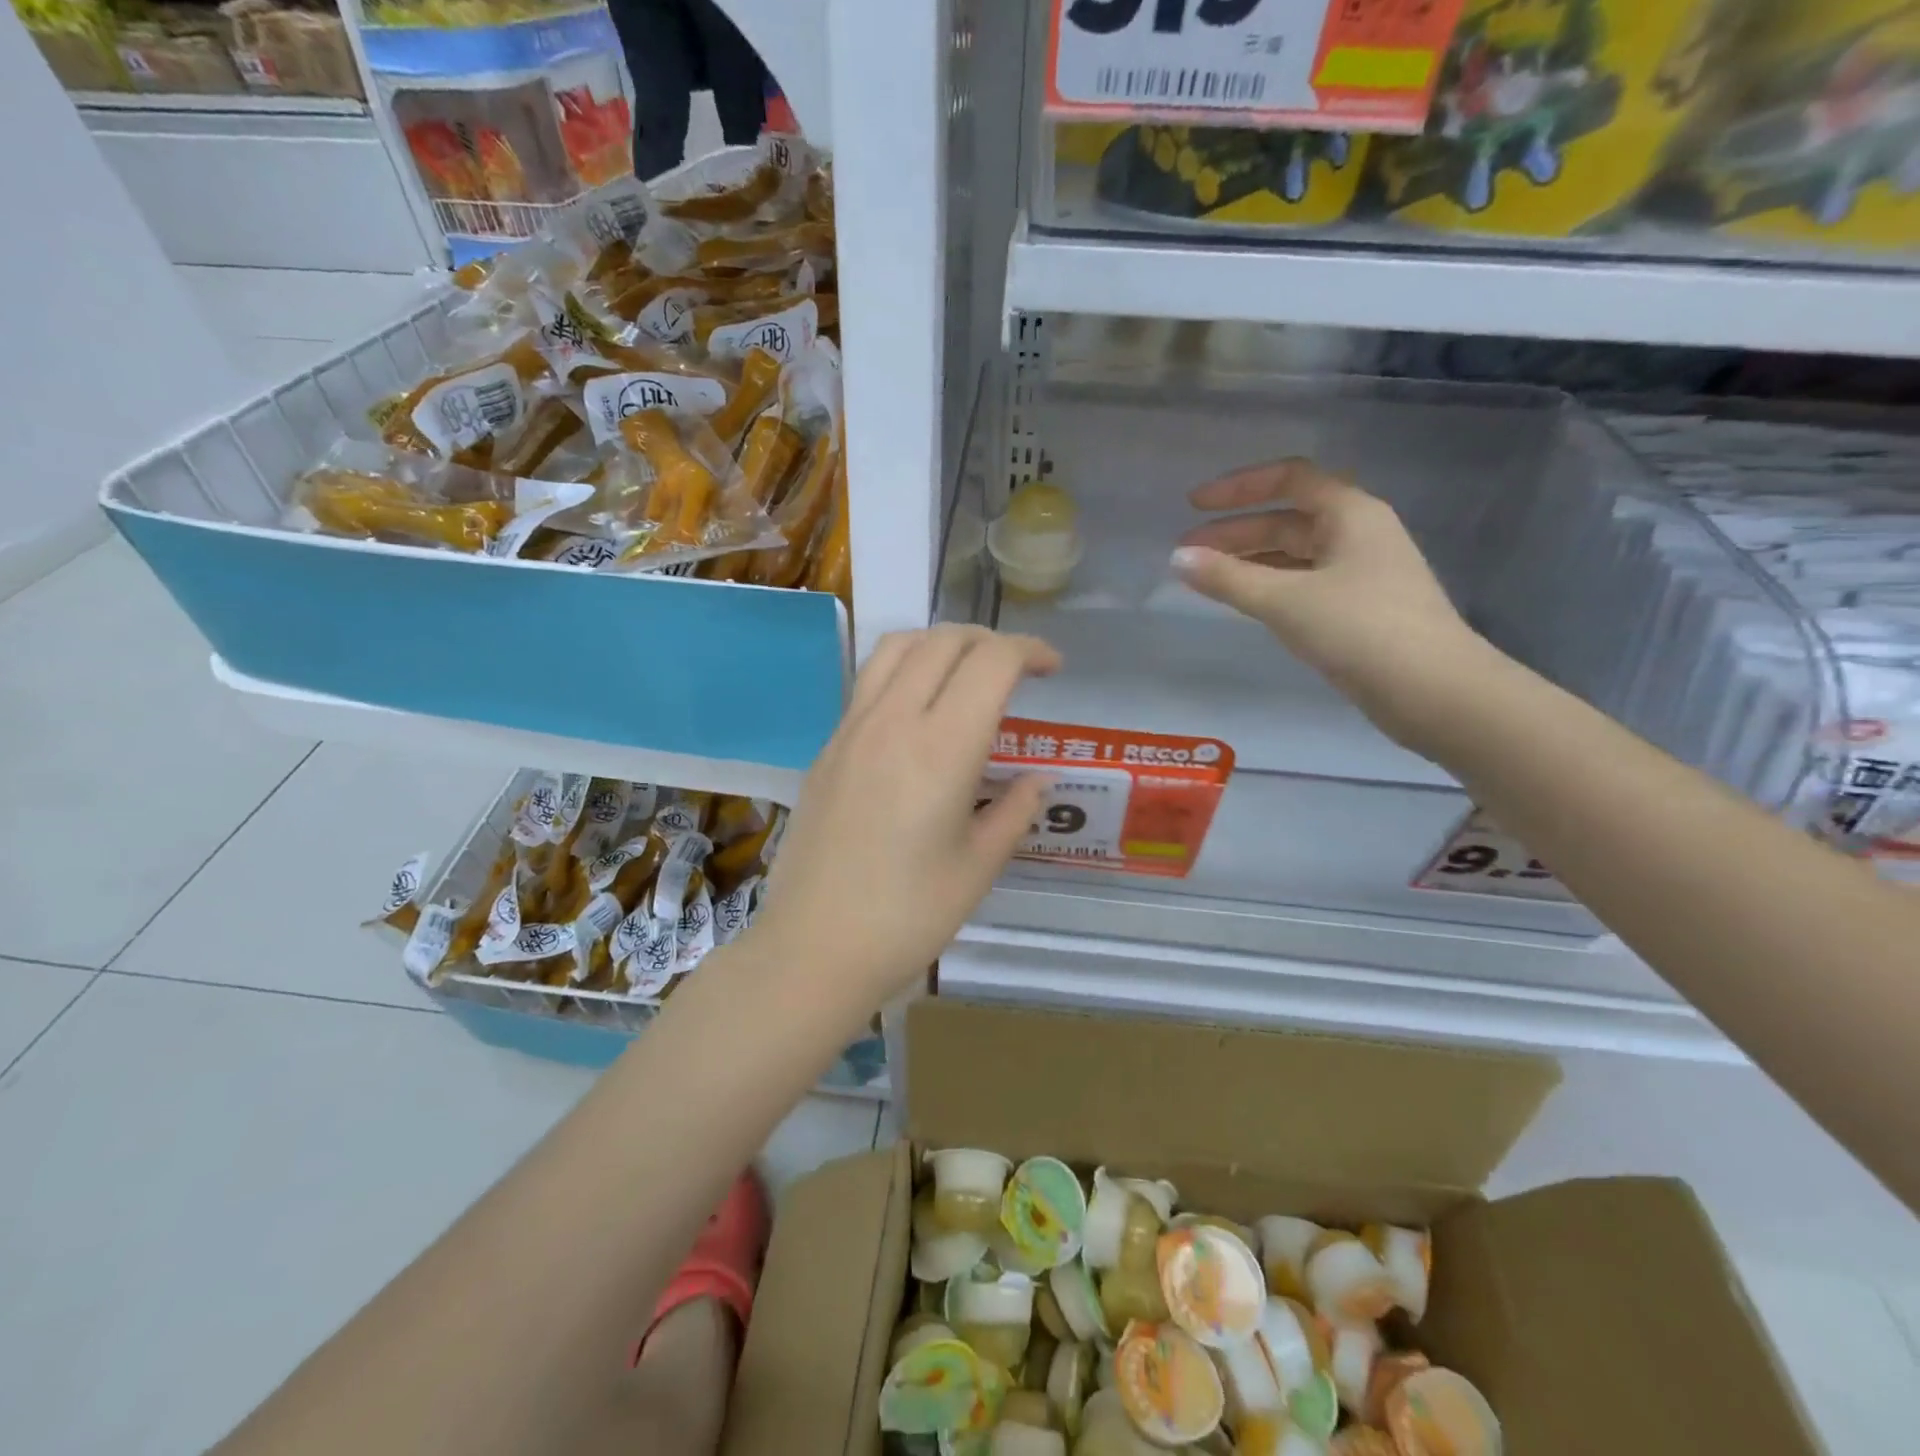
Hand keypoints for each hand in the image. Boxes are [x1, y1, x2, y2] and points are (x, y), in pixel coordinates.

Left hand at [744, 626, 1059, 1016]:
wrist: (812, 948)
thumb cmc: (907, 918)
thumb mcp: (978, 868)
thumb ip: (1015, 812)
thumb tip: (1036, 781)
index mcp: (941, 749)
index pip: (991, 662)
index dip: (1029, 650)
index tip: (1052, 668)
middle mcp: (893, 721)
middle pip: (944, 640)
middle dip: (990, 640)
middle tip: (1016, 670)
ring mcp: (851, 729)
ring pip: (898, 647)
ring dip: (941, 644)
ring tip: (966, 674)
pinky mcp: (827, 747)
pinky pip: (869, 681)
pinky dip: (906, 670)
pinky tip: (919, 713)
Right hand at [1170, 459, 1495, 752]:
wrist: (1432, 690)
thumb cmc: (1360, 629)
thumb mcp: (1285, 600)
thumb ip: (1227, 578)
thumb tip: (1177, 558)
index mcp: (1350, 513)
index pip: (1289, 479)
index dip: (1239, 487)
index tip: (1195, 504)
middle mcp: (1358, 534)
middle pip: (1288, 519)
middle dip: (1235, 532)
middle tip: (1188, 554)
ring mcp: (1360, 573)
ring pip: (1294, 555)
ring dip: (1249, 561)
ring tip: (1206, 578)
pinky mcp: (1358, 609)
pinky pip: (1303, 583)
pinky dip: (1269, 586)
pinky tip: (1244, 602)